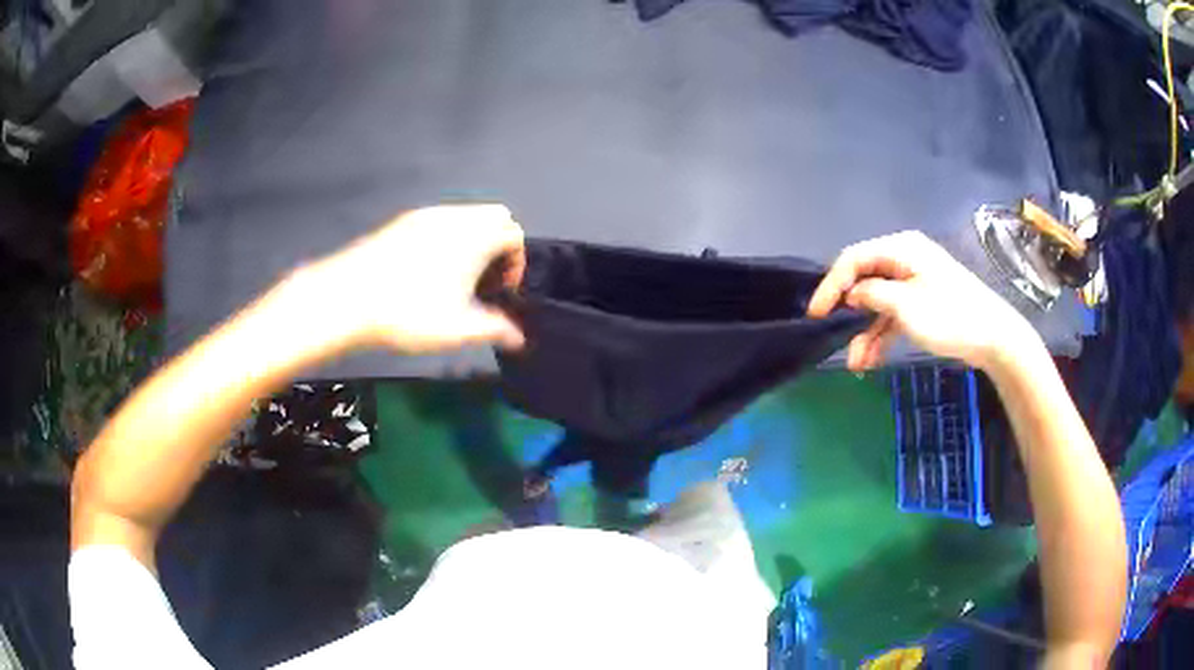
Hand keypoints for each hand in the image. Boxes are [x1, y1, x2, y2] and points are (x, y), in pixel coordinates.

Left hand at [298, 204, 525, 353]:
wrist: (348, 296)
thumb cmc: (409, 312)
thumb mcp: (458, 329)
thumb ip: (495, 329)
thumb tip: (518, 338)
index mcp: (476, 236)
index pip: (515, 234)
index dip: (516, 264)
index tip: (500, 291)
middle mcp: (455, 216)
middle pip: (495, 216)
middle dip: (499, 245)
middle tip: (483, 280)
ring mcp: (426, 215)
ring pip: (465, 216)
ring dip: (473, 241)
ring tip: (455, 278)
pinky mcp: (402, 221)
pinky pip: (439, 221)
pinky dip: (447, 238)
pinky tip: (426, 270)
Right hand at [808, 231, 1035, 371]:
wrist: (994, 337)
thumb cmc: (951, 316)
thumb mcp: (906, 306)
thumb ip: (872, 295)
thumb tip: (850, 294)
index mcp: (901, 249)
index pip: (854, 259)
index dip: (831, 284)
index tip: (814, 313)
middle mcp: (904, 260)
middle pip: (864, 280)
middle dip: (847, 312)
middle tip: (830, 335)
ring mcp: (914, 282)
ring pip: (878, 303)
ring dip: (864, 331)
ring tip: (856, 363)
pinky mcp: (922, 303)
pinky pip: (892, 315)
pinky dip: (881, 335)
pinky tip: (871, 359)